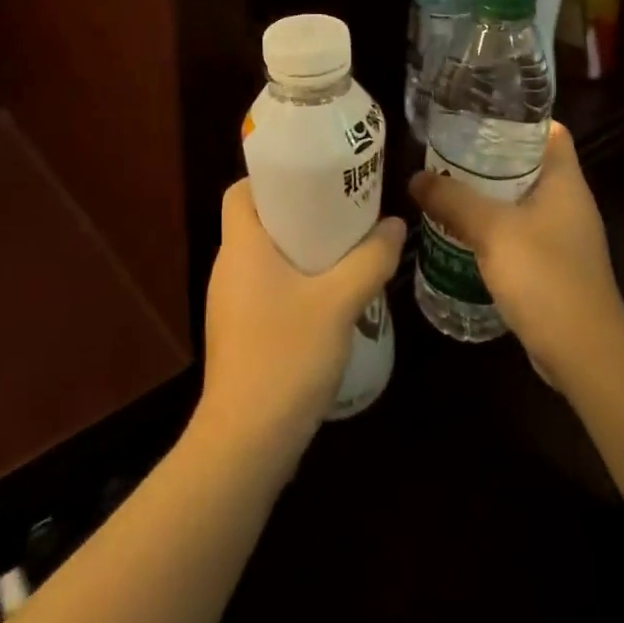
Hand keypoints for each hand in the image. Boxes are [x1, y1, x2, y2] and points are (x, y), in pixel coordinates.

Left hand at [196, 180, 403, 472]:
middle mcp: (228, 268)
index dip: (270, 178)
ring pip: (265, 259)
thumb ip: (370, 260)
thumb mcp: (339, 302)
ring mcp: (230, 305)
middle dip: (299, 212)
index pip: (240, 190)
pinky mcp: (239, 335)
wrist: (246, 444)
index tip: (312, 178)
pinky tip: (329, 300)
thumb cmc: (286, 356)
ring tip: (344, 250)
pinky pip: (266, 290)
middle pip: (258, 221)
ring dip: (300, 251)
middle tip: (341, 210)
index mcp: (241, 246)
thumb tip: (394, 225)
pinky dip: (294, 283)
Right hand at [409, 123, 623, 388]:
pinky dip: (493, 228)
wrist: (583, 352)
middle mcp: (568, 203)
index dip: (519, 118)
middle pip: (528, 164)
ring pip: (520, 200)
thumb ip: (452, 200)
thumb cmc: (544, 275)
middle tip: (448, 151)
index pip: (550, 131)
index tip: (479, 115)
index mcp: (565, 181)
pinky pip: (519, 233)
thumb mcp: (491, 229)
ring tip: (447, 187)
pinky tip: (461, 233)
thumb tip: (416, 178)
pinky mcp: (553, 266)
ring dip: (488, 196)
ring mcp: (563, 237)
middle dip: (490, 157)